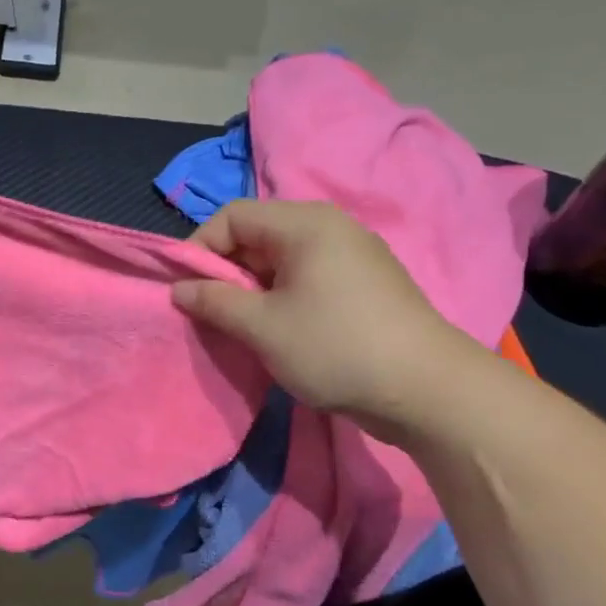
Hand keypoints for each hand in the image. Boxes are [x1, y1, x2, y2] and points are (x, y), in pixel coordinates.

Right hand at [172, 200, 476, 430]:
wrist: (426, 389)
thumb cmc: (335, 347)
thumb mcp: (262, 327)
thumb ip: (214, 302)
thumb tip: (180, 290)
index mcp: (305, 224)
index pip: (233, 216)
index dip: (200, 247)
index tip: (185, 289)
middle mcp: (330, 228)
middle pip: (257, 236)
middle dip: (225, 273)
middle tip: (210, 313)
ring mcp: (351, 257)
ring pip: (280, 262)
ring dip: (251, 291)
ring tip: (241, 328)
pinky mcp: (363, 286)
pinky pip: (306, 279)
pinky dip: (281, 299)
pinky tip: (278, 333)